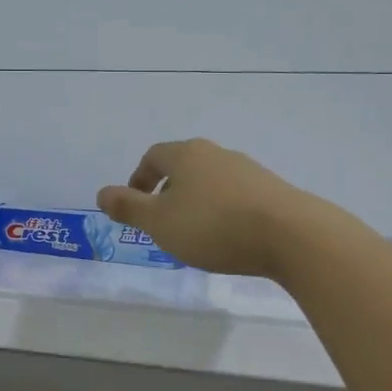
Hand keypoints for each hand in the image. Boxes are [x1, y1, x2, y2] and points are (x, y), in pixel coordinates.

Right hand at [96, 139, 311, 278]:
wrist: (290, 234)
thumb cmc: (213, 226)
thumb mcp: (159, 223)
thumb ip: (128, 208)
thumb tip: (101, 193)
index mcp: (186, 155)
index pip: (154, 156)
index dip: (139, 178)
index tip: (135, 204)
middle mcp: (216, 154)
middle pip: (184, 166)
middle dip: (168, 191)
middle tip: (162, 221)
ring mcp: (247, 170)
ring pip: (210, 181)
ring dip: (196, 201)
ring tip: (195, 233)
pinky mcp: (271, 190)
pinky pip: (235, 196)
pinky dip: (222, 211)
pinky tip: (227, 237)